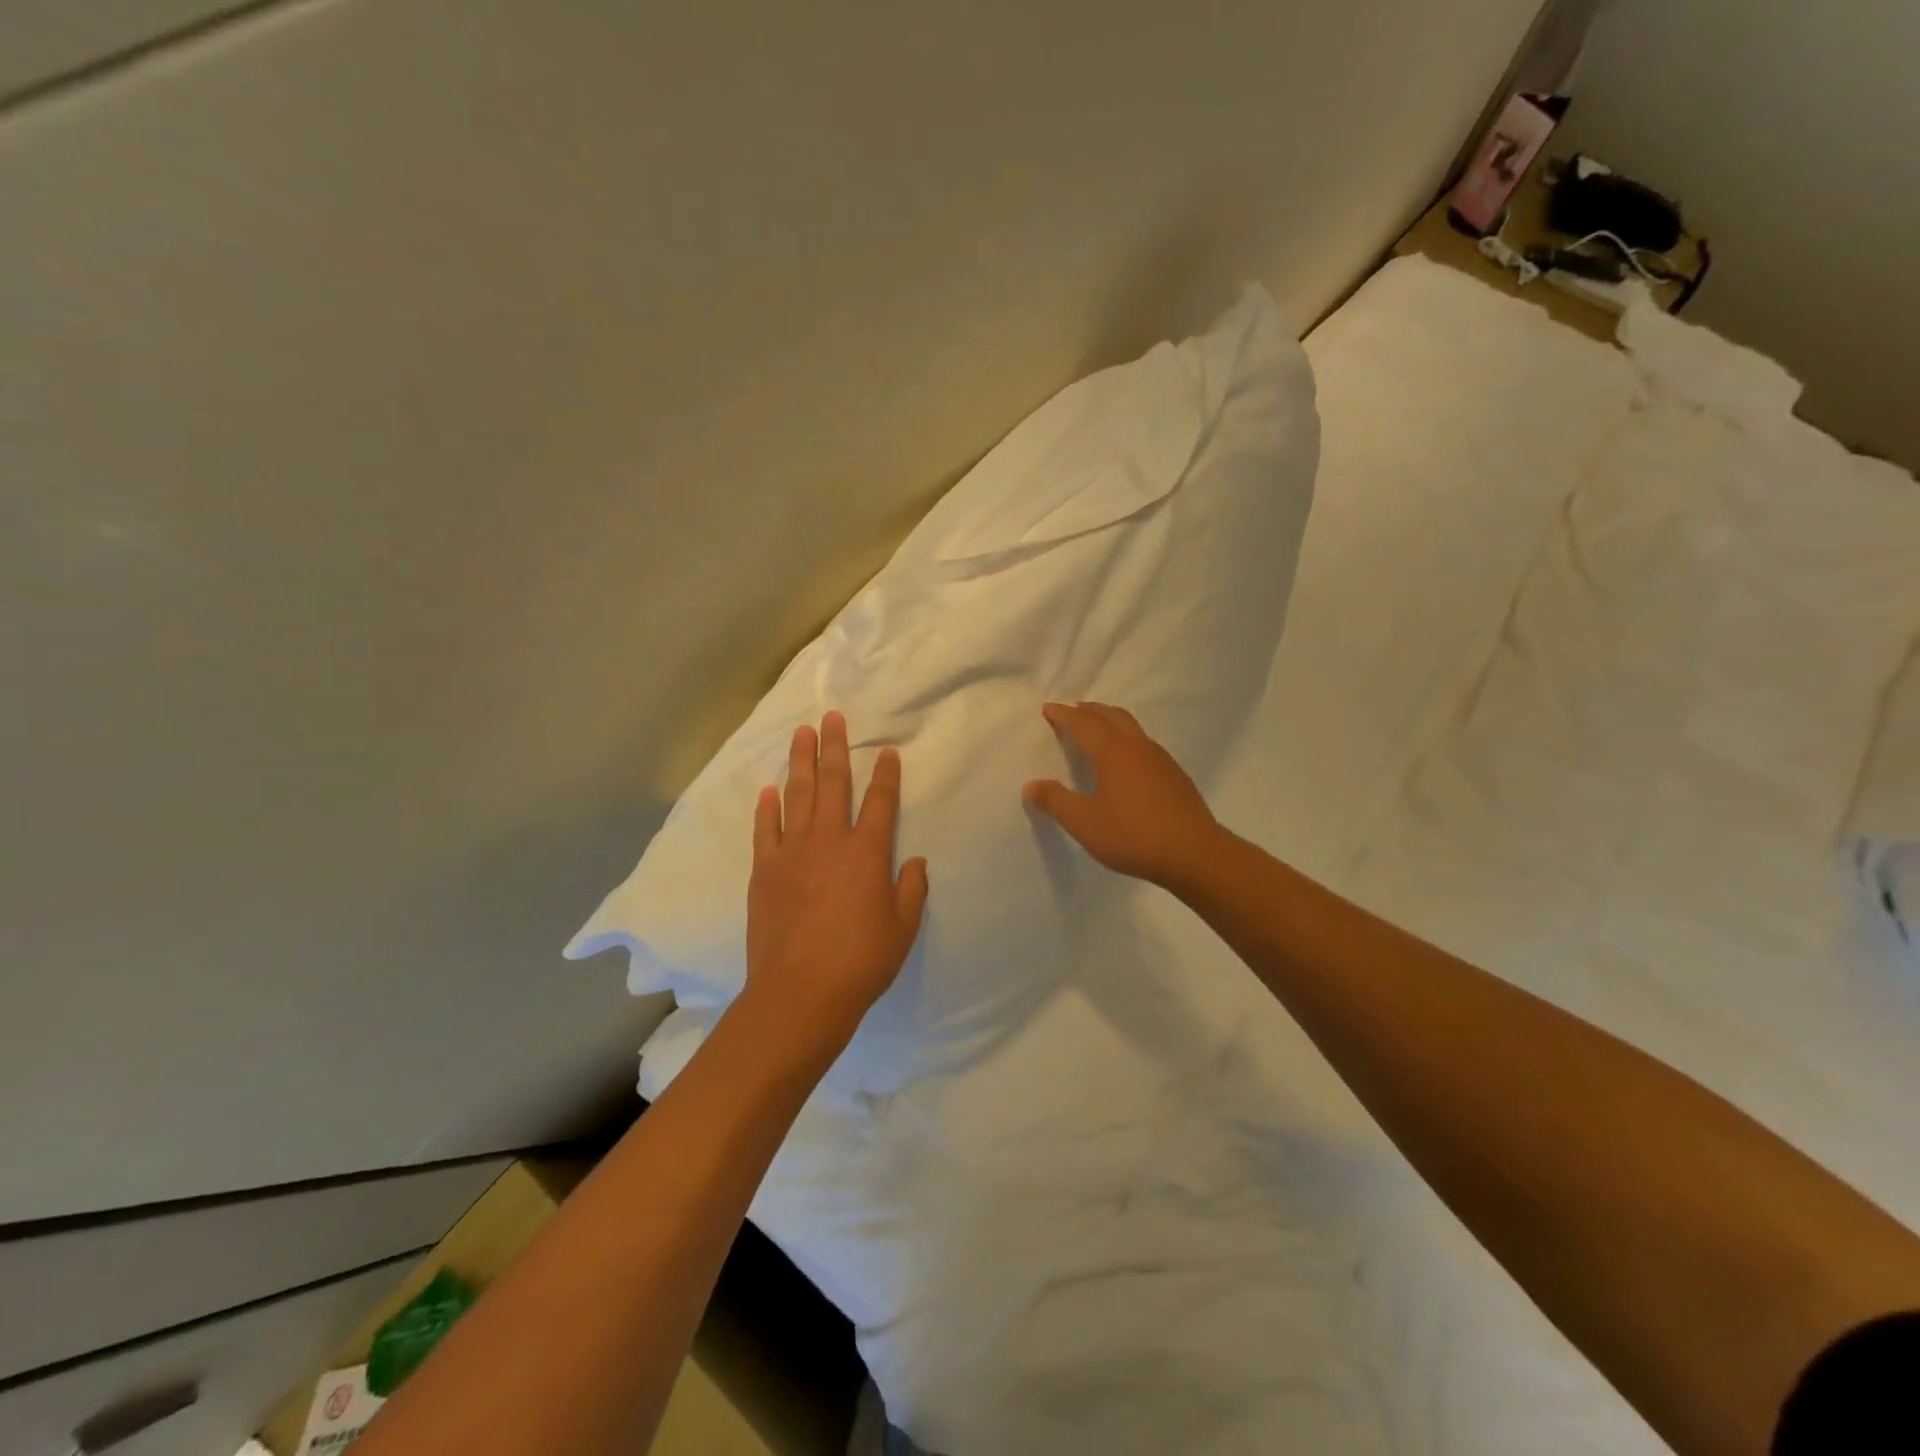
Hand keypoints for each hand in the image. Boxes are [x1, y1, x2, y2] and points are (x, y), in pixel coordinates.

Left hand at [746, 711, 928, 1049]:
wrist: (800, 992)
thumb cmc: (861, 962)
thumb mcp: (902, 928)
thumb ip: (911, 890)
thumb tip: (915, 861)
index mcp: (868, 853)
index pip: (881, 802)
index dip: (885, 774)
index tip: (886, 750)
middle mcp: (830, 841)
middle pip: (833, 784)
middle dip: (835, 748)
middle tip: (832, 717)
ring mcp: (792, 853)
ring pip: (798, 795)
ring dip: (800, 762)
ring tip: (801, 733)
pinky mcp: (764, 870)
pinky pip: (766, 829)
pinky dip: (767, 807)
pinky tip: (769, 789)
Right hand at [1023, 701, 1221, 888]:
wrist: (1194, 854)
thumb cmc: (1133, 835)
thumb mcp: (1084, 823)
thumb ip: (1056, 802)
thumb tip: (1031, 786)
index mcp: (1113, 753)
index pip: (1084, 724)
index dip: (1064, 715)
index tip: (1049, 709)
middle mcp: (1138, 749)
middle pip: (1112, 716)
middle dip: (1090, 710)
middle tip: (1074, 711)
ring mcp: (1162, 761)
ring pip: (1133, 729)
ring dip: (1112, 722)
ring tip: (1099, 732)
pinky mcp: (1176, 777)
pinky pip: (1146, 746)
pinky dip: (1128, 741)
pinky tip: (1128, 764)